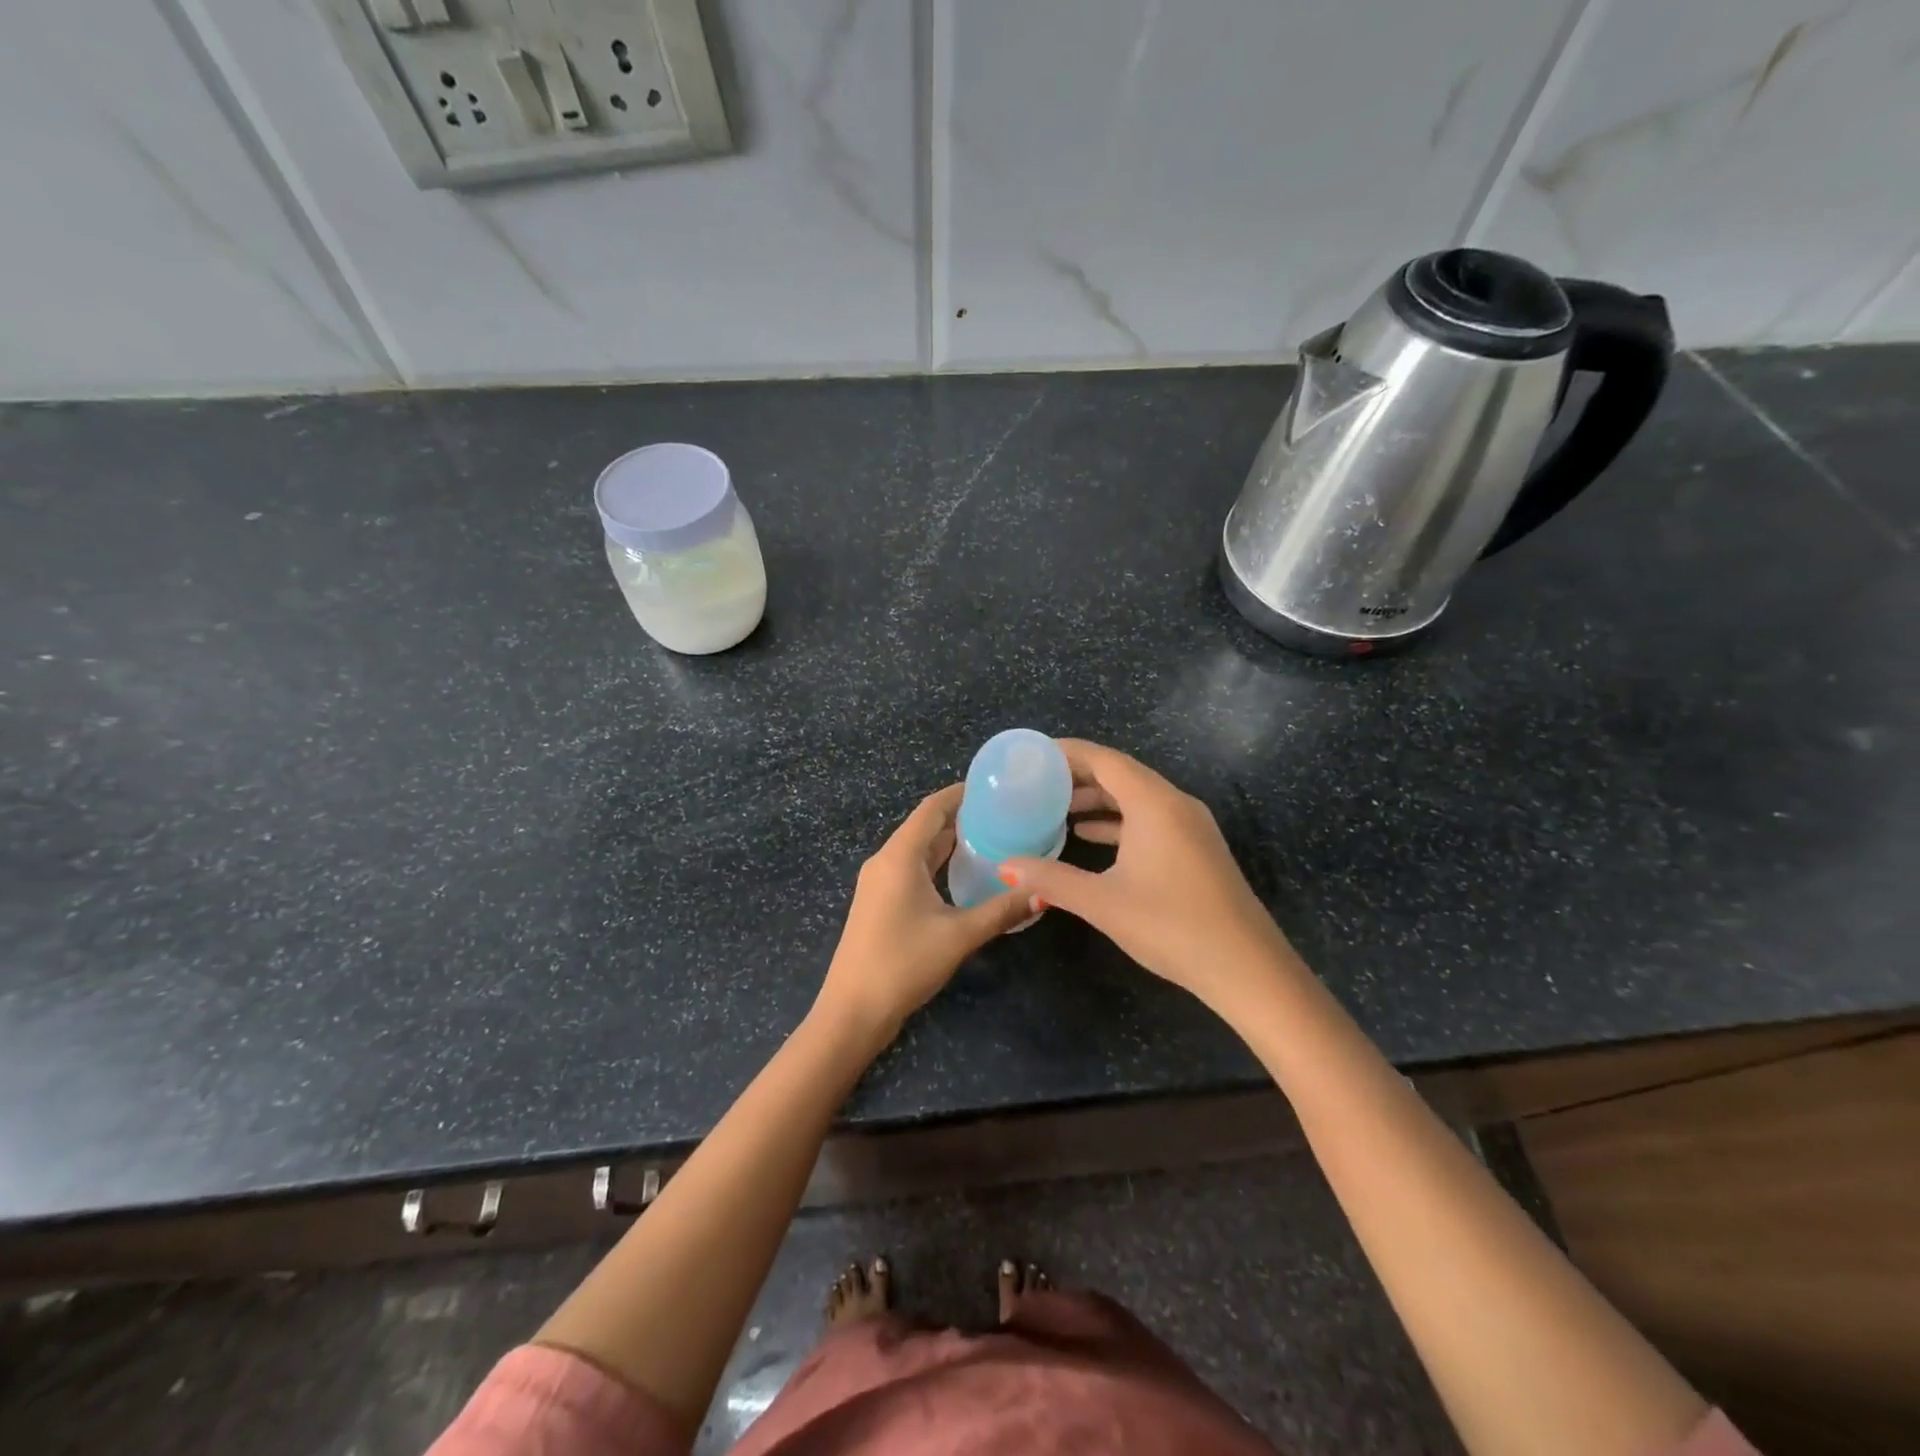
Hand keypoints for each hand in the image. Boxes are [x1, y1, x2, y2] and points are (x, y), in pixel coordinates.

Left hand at [815, 783, 1035, 1047]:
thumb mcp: (959, 935)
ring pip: (917, 849)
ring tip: (990, 836)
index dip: (959, 793)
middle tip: (1001, 813)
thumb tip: (1042, 891)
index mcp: (899, 856)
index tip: (992, 787)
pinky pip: (910, 868)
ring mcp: (878, 882)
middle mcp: (885, 861)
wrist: (853, 1010)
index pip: (931, 809)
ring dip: (948, 840)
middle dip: (960, 816)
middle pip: (924, 826)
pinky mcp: (879, 902)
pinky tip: (962, 872)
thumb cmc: (904, 963)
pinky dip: (936, 862)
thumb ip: (1002, 910)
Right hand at [999, 739, 1298, 1012]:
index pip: (1103, 759)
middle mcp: (1175, 803)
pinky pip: (1150, 818)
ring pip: (1136, 797)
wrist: (1246, 968)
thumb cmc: (1171, 925)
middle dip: (1077, 776)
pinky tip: (1091, 837)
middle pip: (1120, 774)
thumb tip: (1006, 867)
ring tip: (1055, 809)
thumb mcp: (1103, 902)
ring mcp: (1190, 826)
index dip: (1065, 753)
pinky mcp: (1196, 848)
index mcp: (1154, 803)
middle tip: (1034, 783)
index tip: (1031, 756)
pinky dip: (1118, 821)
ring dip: (1097, 800)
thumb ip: (1051, 879)